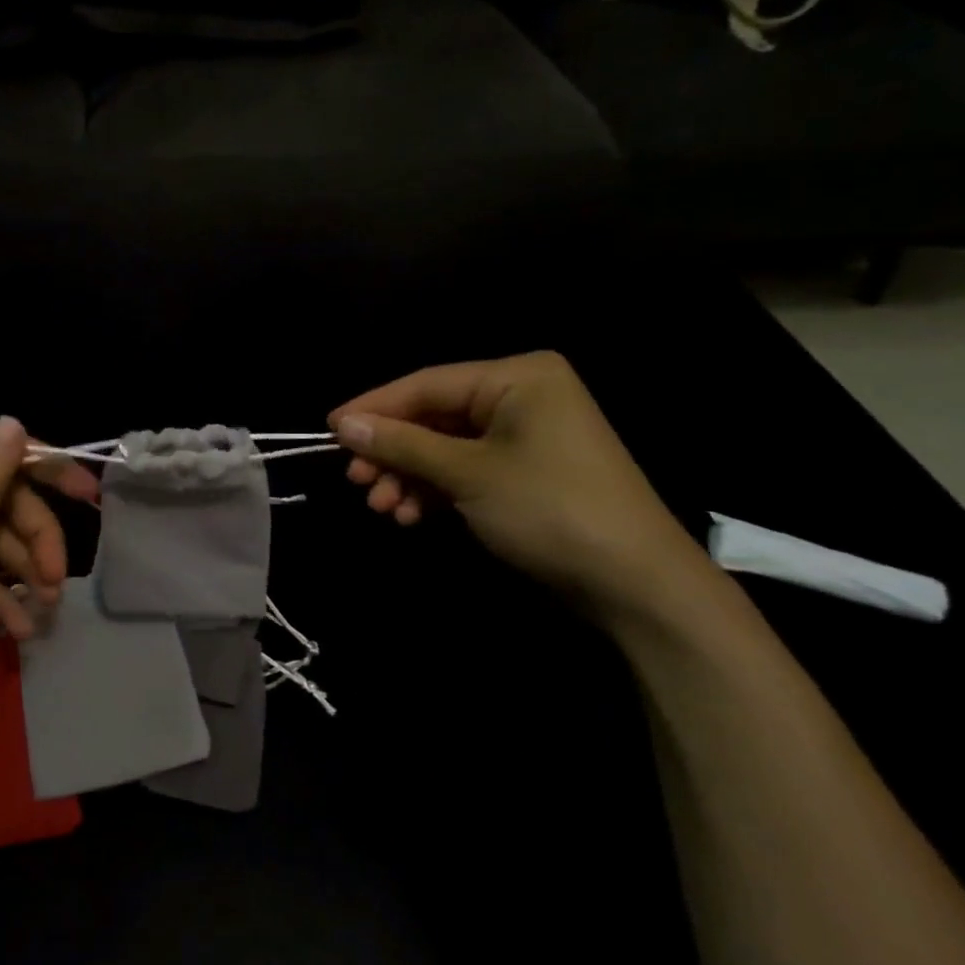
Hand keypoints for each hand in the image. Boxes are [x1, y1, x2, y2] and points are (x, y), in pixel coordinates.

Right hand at [329, 353, 707, 613]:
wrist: (635, 586)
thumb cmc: (550, 509)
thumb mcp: (468, 473)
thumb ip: (402, 444)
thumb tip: (341, 424)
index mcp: (517, 377)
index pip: (426, 384)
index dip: (374, 408)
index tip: (328, 430)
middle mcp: (520, 397)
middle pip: (432, 417)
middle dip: (392, 452)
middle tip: (356, 481)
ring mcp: (523, 437)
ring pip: (443, 448)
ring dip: (408, 476)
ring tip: (383, 507)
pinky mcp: (522, 474)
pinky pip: (463, 470)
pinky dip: (434, 490)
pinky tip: (410, 515)